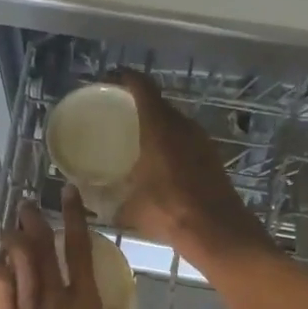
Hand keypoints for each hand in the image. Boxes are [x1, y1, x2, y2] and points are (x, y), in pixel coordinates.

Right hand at [109, 69, 270, 262]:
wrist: (217, 231)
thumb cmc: (169, 211)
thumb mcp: (129, 208)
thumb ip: (108, 200)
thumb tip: (90, 201)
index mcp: (159, 126)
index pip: (142, 86)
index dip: (125, 77)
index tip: (109, 79)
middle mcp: (182, 126)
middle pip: (159, 103)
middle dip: (138, 103)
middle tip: (118, 112)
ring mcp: (201, 141)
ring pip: (175, 122)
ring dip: (157, 125)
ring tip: (136, 137)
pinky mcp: (212, 158)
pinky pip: (186, 140)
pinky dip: (171, 142)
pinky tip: (160, 161)